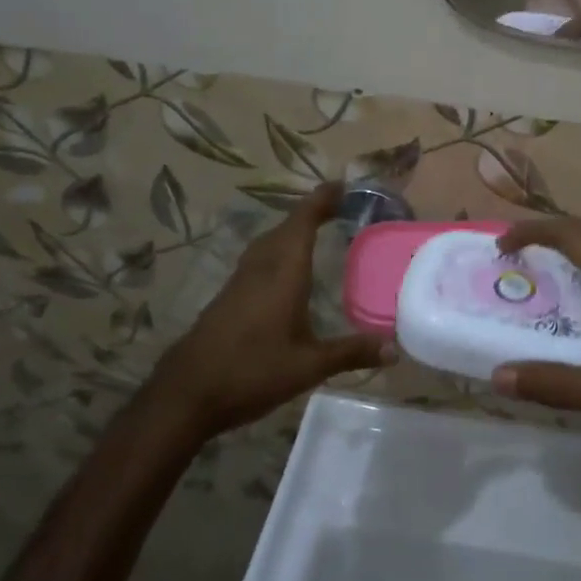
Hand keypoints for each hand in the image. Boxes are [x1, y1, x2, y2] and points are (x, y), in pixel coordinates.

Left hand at [153, 183, 391, 441]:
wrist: (185, 394)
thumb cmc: (252, 372)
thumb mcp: (309, 366)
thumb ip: (351, 353)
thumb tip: (395, 349)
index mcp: (283, 273)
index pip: (303, 222)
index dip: (321, 200)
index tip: (342, 185)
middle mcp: (261, 268)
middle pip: (285, 227)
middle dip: (311, 213)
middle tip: (338, 207)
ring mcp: (239, 282)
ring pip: (268, 242)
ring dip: (291, 230)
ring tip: (315, 231)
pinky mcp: (227, 298)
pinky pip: (258, 260)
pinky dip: (277, 251)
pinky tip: (284, 271)